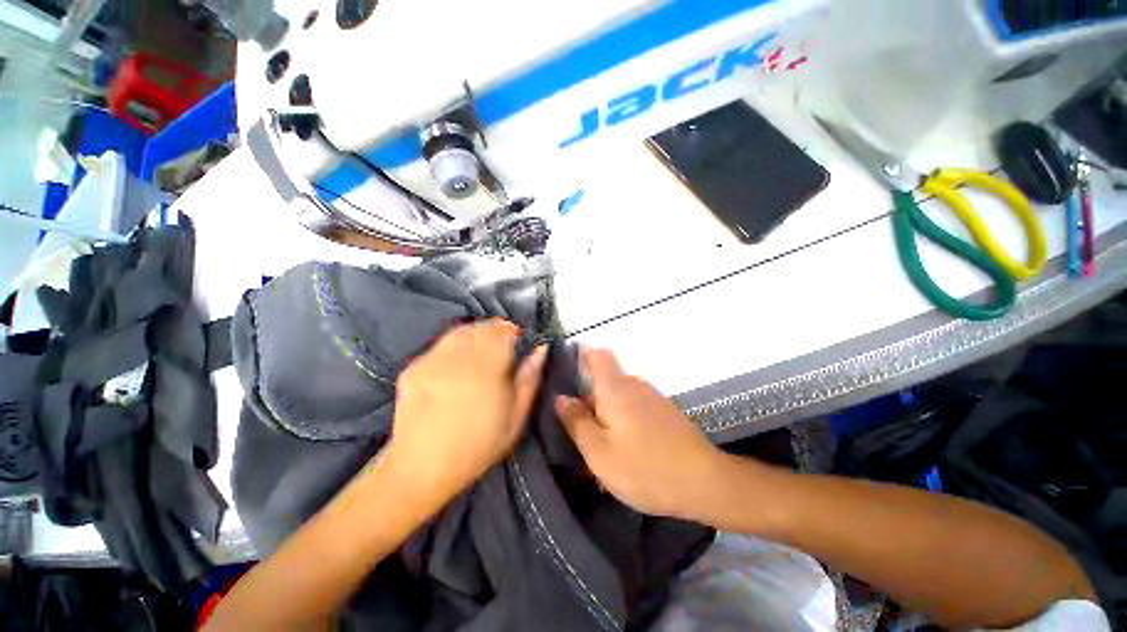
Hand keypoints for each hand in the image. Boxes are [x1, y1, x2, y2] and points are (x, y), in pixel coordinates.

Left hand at [384, 320, 545, 506]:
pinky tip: (456, 366)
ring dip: (475, 335)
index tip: (518, 342)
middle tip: (501, 349)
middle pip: (481, 327)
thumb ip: (529, 380)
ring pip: (460, 331)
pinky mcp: (413, 367)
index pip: (503, 332)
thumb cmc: (478, 447)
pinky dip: (454, 347)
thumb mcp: (516, 419)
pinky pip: (440, 344)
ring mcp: (431, 361)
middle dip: (495, 331)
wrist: (421, 469)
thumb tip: (540, 350)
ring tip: (480, 354)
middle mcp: (457, 359)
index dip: (513, 332)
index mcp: (486, 371)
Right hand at [556, 347, 724, 519]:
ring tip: (600, 444)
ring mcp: (653, 397)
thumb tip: (561, 398)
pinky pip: (635, 406)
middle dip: (589, 396)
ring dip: (606, 412)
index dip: (582, 353)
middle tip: (578, 427)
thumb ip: (577, 422)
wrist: (704, 482)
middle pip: (605, 379)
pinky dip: (623, 419)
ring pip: (620, 395)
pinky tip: (625, 448)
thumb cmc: (644, 468)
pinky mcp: (665, 411)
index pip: (598, 355)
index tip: (567, 366)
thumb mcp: (599, 452)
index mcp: (615, 388)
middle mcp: (635, 385)